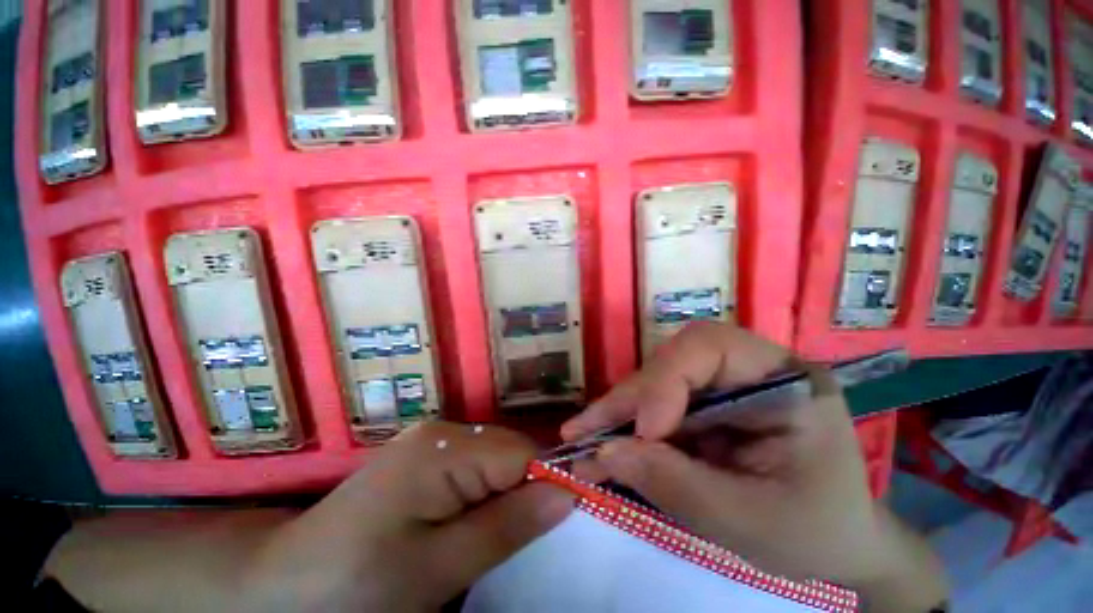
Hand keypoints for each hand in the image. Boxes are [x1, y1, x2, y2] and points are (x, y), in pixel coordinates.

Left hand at [46, 423, 572, 612]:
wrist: (281, 586)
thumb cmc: (356, 585)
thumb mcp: (439, 567)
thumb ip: (507, 525)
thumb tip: (568, 494)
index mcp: (445, 447)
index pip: (521, 453)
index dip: (550, 481)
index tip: (571, 515)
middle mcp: (443, 431)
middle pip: (510, 452)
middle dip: (528, 490)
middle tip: (526, 539)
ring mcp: (432, 443)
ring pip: (496, 460)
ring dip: (507, 495)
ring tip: (494, 536)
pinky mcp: (424, 460)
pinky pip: (475, 468)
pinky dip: (486, 494)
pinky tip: (472, 524)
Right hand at [562, 322, 946, 610]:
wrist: (834, 546)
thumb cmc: (812, 534)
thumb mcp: (749, 522)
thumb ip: (674, 484)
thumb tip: (603, 453)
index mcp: (786, 379)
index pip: (711, 345)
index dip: (666, 379)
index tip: (645, 430)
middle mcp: (748, 368)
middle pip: (672, 361)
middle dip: (629, 399)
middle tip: (586, 432)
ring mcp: (722, 384)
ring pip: (655, 381)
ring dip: (619, 411)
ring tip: (586, 439)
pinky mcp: (702, 403)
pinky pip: (654, 403)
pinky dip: (625, 424)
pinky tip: (603, 442)